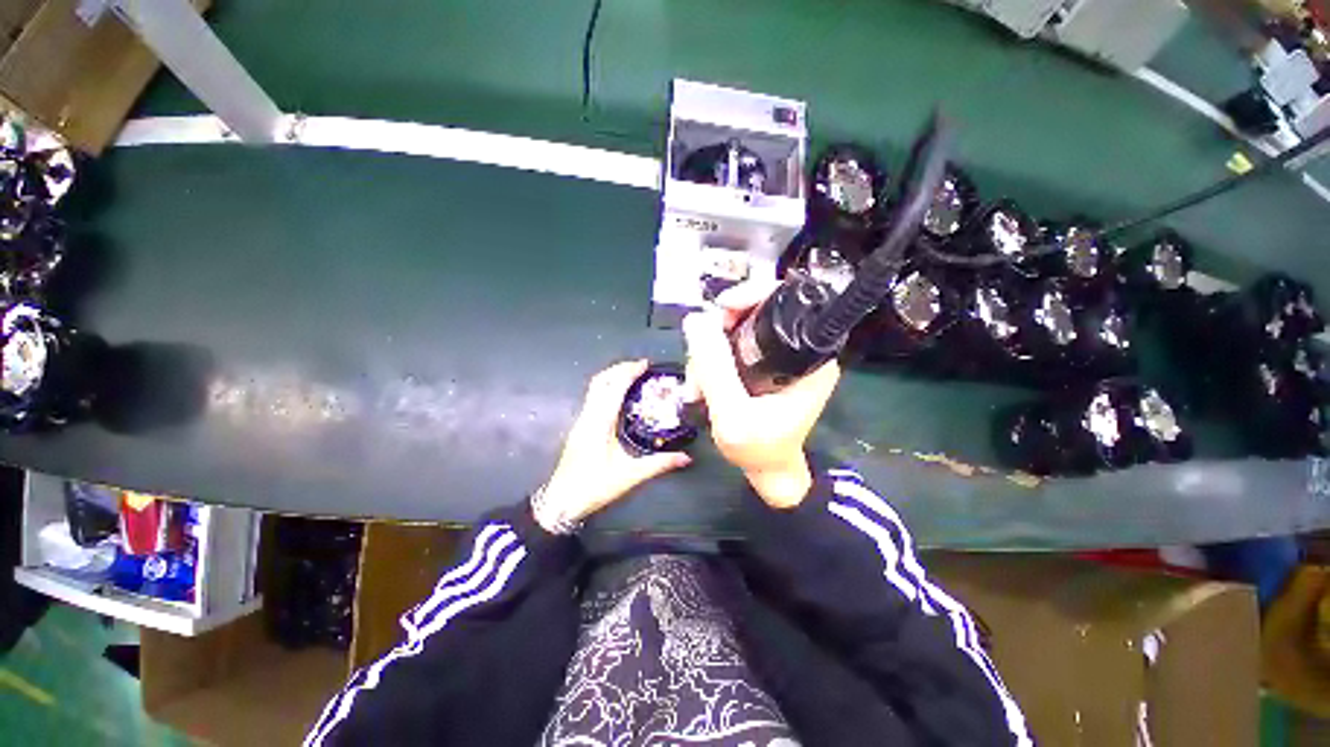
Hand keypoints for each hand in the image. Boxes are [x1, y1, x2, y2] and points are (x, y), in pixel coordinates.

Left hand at [537, 360, 691, 531]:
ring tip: (633, 379)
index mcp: (599, 423)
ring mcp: (580, 422)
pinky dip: (607, 391)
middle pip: (600, 382)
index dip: (628, 372)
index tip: (646, 364)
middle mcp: (587, 417)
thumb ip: (658, 464)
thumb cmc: (594, 486)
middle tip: (641, 368)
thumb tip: (685, 458)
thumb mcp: (630, 476)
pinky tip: (620, 401)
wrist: (563, 500)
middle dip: (619, 369)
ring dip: (612, 379)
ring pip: (594, 390)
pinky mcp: (579, 429)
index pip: (613, 387)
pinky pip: (593, 400)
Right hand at [683, 280, 840, 508]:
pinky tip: (702, 386)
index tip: (722, 310)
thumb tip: (694, 319)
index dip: (752, 295)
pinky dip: (714, 360)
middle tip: (699, 360)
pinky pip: (736, 345)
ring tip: (696, 386)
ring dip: (710, 351)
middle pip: (756, 311)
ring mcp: (784, 357)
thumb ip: (714, 369)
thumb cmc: (759, 450)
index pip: (786, 302)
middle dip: (720, 332)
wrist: (767, 473)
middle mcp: (803, 351)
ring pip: (740, 329)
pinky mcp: (769, 365)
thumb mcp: (732, 415)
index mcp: (812, 358)